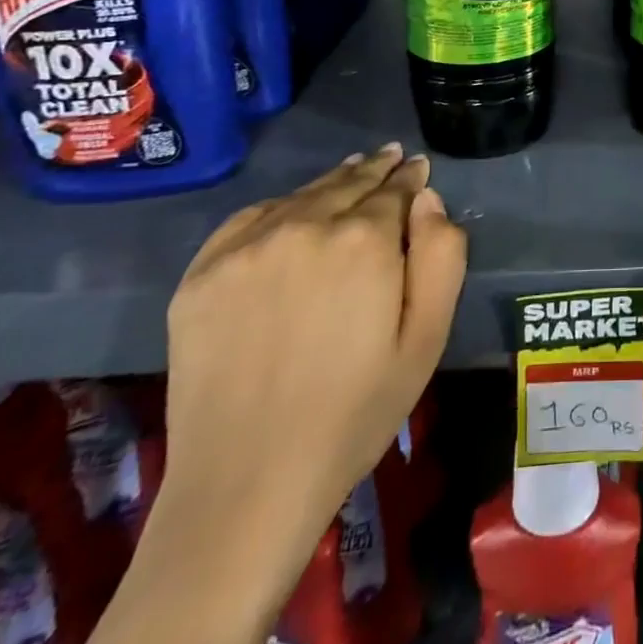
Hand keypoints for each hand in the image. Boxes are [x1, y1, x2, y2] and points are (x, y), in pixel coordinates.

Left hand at [147, 144, 465, 624]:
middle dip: (374, 170)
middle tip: (390, 156)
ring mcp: (246, 248)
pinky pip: (249, 219)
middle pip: (348, 183)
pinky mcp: (200, 275)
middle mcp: (304, 226)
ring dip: (331, 183)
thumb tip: (428, 200)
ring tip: (350, 173)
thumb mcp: (426, 338)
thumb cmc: (355, 413)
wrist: (246, 486)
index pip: (395, 189)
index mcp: (364, 240)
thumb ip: (441, 256)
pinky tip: (292, 212)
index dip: (410, 178)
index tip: (417, 168)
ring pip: (301, 196)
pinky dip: (279, 207)